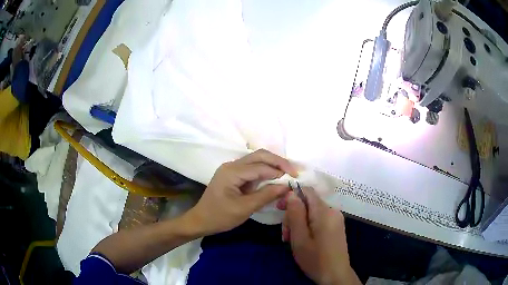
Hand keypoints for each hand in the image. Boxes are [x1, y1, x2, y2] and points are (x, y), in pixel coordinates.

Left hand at [185, 149, 296, 235]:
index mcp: (232, 171)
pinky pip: (252, 168)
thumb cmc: (220, 216)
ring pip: (256, 160)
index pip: (261, 167)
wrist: (201, 220)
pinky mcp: (233, 175)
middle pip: (259, 156)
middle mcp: (232, 165)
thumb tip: (286, 187)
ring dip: (272, 165)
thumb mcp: (245, 208)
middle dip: (278, 162)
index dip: (279, 171)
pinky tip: (274, 177)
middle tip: (293, 171)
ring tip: (287, 174)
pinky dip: (264, 171)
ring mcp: (231, 168)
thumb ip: (266, 195)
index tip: (295, 178)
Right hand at [280, 188, 359, 284]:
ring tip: (292, 240)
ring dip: (299, 223)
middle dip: (293, 215)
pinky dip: (308, 227)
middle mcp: (332, 211)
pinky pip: (319, 219)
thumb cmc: (315, 259)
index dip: (291, 196)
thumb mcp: (300, 238)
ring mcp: (336, 219)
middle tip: (285, 235)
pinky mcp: (336, 227)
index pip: (307, 191)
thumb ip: (295, 214)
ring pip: (312, 213)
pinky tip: (303, 240)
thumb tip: (291, 193)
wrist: (335, 275)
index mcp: (324, 211)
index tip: (280, 210)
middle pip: (308, 203)